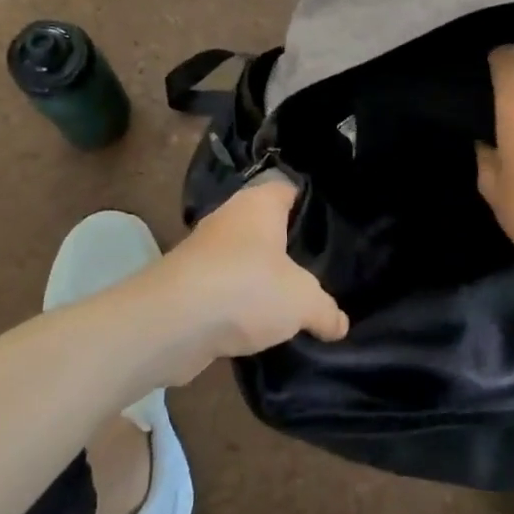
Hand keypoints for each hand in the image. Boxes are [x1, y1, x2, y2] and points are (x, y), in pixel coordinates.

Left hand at [129, 176, 348, 387]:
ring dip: (261, 279)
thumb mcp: (303, 301)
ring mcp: (204, 252)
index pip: (289, 188)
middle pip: (266, 225)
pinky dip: (239, 305)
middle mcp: (229, 218)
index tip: (332, 223)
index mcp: (259, 204)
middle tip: (320, 267)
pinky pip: (225, 289)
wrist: (172, 324)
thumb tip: (340, 324)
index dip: (310, 202)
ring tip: (293, 300)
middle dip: (288, 246)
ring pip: (244, 260)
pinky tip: (260, 325)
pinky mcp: (188, 286)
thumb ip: (325, 310)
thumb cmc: (246, 289)